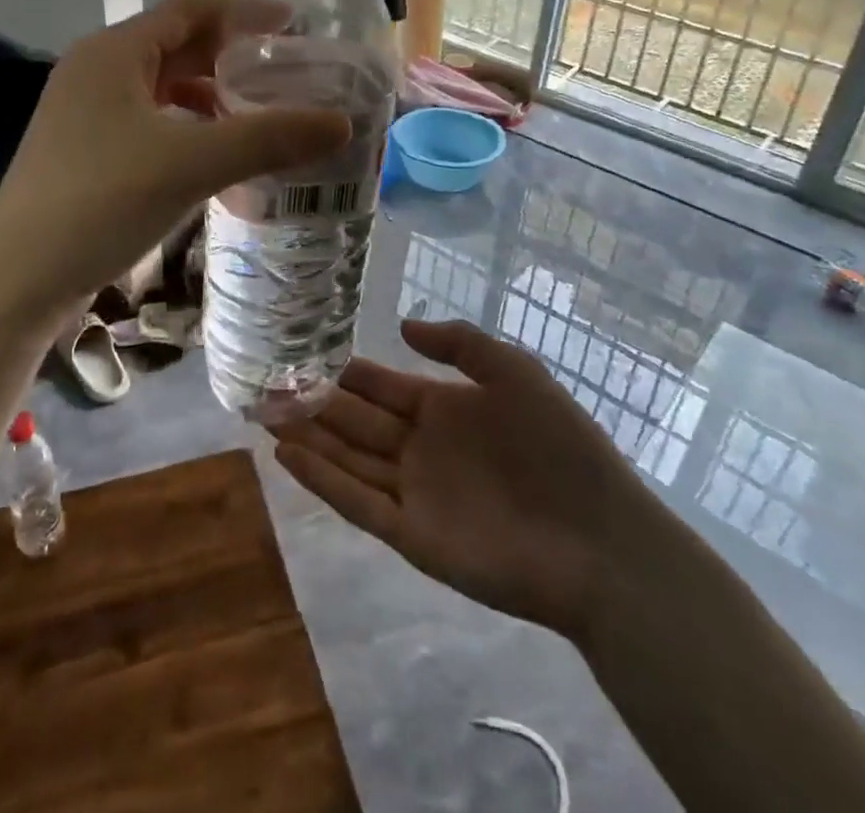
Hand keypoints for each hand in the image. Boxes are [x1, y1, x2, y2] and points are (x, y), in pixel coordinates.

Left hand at [0, 0, 350, 325]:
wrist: (17, 280)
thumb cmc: (101, 202)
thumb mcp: (192, 163)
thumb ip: (268, 138)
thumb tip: (342, 122)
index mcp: (114, 52)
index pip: (190, 10)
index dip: (245, 11)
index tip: (295, 23)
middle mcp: (95, 70)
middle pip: (176, 45)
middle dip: (232, 54)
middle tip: (286, 71)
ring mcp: (85, 112)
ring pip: (162, 86)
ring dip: (210, 92)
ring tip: (258, 111)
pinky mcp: (84, 150)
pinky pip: (149, 120)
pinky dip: (187, 124)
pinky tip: (213, 151)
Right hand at [270, 319, 661, 640]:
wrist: (601, 540)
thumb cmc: (561, 446)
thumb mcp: (514, 372)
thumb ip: (459, 344)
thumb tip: (403, 325)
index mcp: (443, 408)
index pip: (380, 385)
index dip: (343, 371)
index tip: (302, 352)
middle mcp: (420, 447)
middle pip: (354, 420)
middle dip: (311, 402)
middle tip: (266, 384)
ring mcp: (414, 492)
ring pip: (347, 458)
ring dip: (306, 438)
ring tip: (263, 415)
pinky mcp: (412, 535)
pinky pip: (357, 502)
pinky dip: (321, 480)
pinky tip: (288, 457)